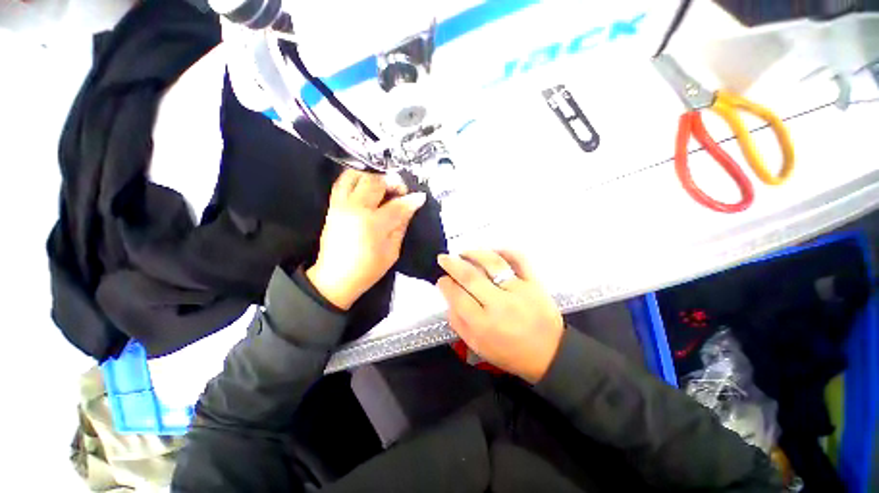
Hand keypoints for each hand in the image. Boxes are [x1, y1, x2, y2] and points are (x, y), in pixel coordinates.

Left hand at [307, 169, 425, 309]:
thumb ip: (401, 225)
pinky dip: (357, 178)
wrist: (335, 278)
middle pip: (376, 181)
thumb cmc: (368, 269)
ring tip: (384, 186)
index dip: (411, 199)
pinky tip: (367, 186)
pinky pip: (343, 182)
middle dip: (393, 181)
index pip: (397, 204)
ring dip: (374, 176)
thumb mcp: (392, 251)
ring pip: (356, 174)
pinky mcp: (332, 205)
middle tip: (401, 191)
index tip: (420, 197)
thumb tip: (410, 206)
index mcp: (373, 224)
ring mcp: (341, 204)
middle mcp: (355, 208)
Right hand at [436, 250, 563, 383]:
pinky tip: (492, 251)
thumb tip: (449, 297)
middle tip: (444, 259)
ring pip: (492, 263)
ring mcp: (519, 290)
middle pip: (470, 276)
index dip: (445, 284)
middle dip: (452, 264)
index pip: (457, 296)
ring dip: (474, 254)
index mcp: (483, 325)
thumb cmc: (509, 353)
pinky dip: (504, 251)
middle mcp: (499, 304)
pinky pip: (519, 259)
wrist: (549, 354)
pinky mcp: (535, 283)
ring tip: (463, 253)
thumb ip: (458, 322)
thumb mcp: (477, 346)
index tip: (442, 279)